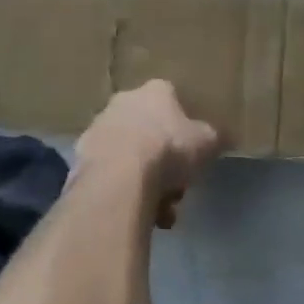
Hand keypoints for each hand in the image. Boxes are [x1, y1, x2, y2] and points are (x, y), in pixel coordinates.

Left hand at [74, 80, 222, 228]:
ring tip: (159, 212)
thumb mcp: (206, 143)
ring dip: (144, 181)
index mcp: (155, 91)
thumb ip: (213, 138)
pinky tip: (136, 213)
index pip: (172, 101)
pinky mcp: (81, 157)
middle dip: (163, 162)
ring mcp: (98, 127)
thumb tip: (223, 137)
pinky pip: (110, 174)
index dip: (184, 130)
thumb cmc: (168, 150)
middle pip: (149, 131)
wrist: (118, 178)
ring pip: (129, 155)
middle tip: (176, 190)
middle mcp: (123, 101)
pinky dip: (123, 191)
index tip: (191, 155)